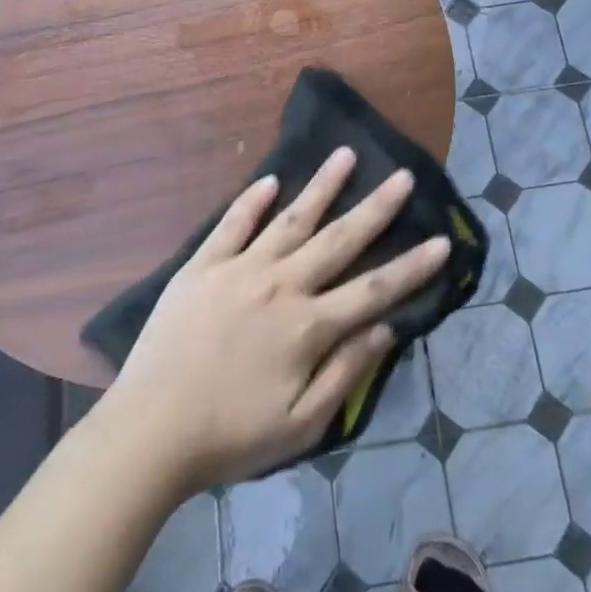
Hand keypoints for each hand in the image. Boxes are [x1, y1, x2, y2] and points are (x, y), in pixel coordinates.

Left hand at [99, 148, 449, 495]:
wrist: (148, 431)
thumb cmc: (229, 436)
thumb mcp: (300, 425)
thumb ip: (346, 374)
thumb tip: (386, 329)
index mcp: (308, 326)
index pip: (374, 289)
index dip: (412, 267)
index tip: (442, 240)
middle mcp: (281, 285)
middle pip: (339, 240)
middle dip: (376, 208)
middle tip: (404, 177)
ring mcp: (239, 269)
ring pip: (291, 219)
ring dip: (321, 186)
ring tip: (345, 154)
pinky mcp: (202, 266)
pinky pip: (232, 224)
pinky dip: (251, 201)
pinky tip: (270, 179)